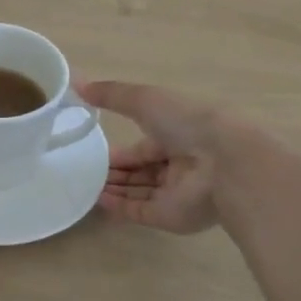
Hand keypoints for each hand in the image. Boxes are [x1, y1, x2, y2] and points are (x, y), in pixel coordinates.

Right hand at [78, 80, 224, 234]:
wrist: (223, 161)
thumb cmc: (186, 122)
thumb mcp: (144, 99)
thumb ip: (111, 94)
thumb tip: (77, 83)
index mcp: (176, 136)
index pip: (143, 147)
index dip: (119, 151)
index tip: (92, 150)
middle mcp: (177, 166)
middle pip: (139, 172)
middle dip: (114, 172)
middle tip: (83, 171)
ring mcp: (174, 193)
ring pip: (137, 192)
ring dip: (113, 189)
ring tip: (83, 185)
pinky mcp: (169, 217)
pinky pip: (139, 212)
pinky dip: (118, 207)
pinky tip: (97, 200)